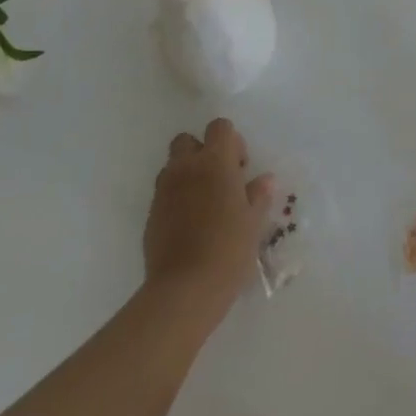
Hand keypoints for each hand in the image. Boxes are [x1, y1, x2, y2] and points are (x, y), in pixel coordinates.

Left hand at [143, 117, 272, 317]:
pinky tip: (190, 226)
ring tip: (204, 205)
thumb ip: (258, 195)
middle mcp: (186, 167)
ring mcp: (164, 191)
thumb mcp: (253, 222)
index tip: (240, 167)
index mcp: (215, 161)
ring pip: (173, 167)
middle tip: (219, 180)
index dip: (231, 141)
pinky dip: (176, 200)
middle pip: (187, 141)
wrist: (185, 289)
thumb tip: (264, 180)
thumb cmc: (229, 249)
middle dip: (201, 152)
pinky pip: (164, 194)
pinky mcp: (150, 215)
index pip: (219, 127)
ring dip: (187, 175)